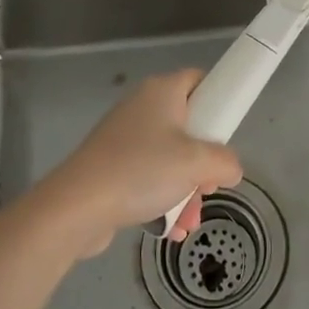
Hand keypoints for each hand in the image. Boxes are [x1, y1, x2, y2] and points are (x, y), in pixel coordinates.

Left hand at [34, 70, 242, 257]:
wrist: (77, 206)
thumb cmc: (142, 170)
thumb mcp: (197, 164)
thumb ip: (225, 162)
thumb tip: (230, 169)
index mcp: (163, 91)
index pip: (200, 80)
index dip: (219, 101)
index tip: (228, 133)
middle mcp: (143, 106)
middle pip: (188, 126)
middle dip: (204, 163)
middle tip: (208, 186)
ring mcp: (125, 137)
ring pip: (171, 157)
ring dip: (186, 189)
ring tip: (188, 221)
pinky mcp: (112, 165)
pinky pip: (149, 176)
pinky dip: (163, 198)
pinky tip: (170, 229)